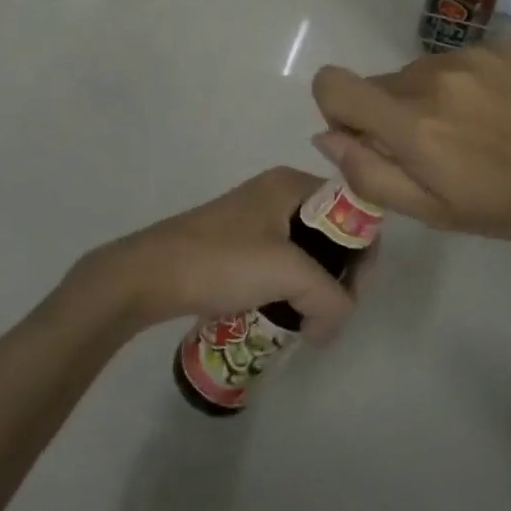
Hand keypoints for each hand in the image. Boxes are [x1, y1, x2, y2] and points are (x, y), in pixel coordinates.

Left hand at [63, 167, 356, 337]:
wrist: (148, 275)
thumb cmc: (221, 260)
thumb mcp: (287, 273)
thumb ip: (329, 298)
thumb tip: (333, 326)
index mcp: (292, 184)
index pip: (352, 210)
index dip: (362, 253)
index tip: (351, 295)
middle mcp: (277, 193)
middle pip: (331, 233)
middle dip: (338, 276)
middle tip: (329, 313)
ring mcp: (255, 219)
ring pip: (306, 253)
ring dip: (313, 287)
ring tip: (306, 320)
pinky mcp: (238, 244)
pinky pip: (280, 264)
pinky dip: (288, 289)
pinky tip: (280, 314)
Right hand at [310, 41, 510, 242]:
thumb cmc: (507, 205)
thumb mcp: (432, 211)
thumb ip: (369, 174)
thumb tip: (327, 137)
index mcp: (409, 121)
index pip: (332, 84)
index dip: (336, 109)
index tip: (366, 136)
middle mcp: (431, 77)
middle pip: (379, 83)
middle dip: (391, 115)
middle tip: (436, 150)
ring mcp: (470, 56)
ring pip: (420, 73)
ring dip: (430, 98)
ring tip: (475, 131)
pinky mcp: (503, 45)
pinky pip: (461, 61)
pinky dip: (467, 83)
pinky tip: (502, 110)